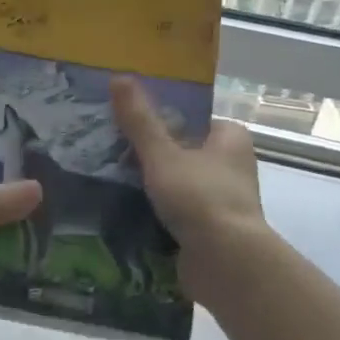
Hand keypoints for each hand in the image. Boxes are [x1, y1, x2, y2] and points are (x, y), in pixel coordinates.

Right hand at [111, 76, 268, 303]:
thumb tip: (118, 76)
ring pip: (177, 183)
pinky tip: (123, 210)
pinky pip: (176, 212)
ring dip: (150, 185)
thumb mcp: (163, 154)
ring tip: (108, 178)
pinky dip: (154, 211)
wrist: (225, 263)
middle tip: (109, 148)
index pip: (193, 118)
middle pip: (182, 151)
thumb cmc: (200, 197)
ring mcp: (221, 200)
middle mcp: (231, 166)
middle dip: (151, 153)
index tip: (127, 120)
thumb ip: (139, 120)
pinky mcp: (210, 230)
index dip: (162, 117)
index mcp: (230, 139)